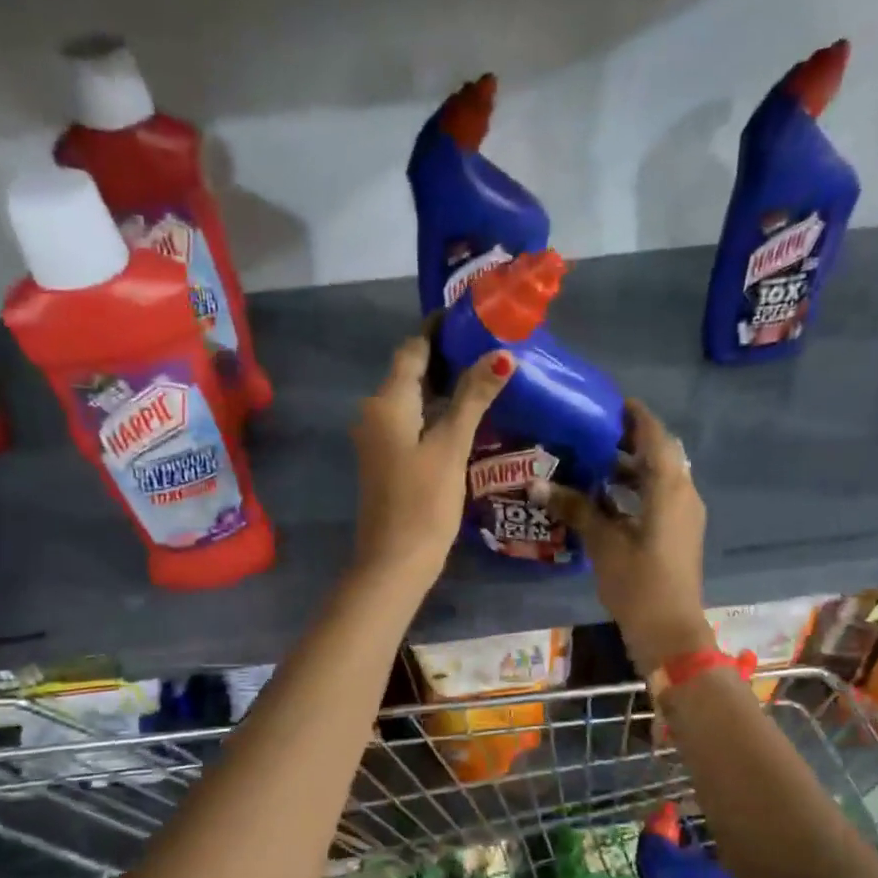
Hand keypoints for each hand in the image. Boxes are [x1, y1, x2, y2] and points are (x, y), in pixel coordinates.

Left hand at [351, 336, 512, 587]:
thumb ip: (474, 398)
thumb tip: (502, 354)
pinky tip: (467, 415)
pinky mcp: (388, 459)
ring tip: (487, 375)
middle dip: (447, 355)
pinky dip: (437, 411)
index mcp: (387, 401)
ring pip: (412, 398)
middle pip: (411, 371)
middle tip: (491, 344)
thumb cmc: (423, 502)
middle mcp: (375, 412)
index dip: (439, 329)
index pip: (413, 348)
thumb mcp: (451, 446)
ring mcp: (379, 438)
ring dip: (444, 384)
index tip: (474, 316)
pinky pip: (412, 421)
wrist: (394, 561)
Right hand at [541, 400, 713, 673]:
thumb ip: (574, 507)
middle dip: (626, 441)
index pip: (655, 435)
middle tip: (588, 432)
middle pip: (657, 454)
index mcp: (669, 487)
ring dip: (628, 468)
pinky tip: (601, 498)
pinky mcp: (676, 534)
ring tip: (589, 462)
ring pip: (656, 478)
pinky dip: (633, 491)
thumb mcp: (603, 541)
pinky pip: (656, 498)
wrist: (669, 631)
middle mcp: (682, 493)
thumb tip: (537, 483)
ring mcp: (682, 515)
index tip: (606, 402)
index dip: (633, 415)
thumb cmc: (638, 581)